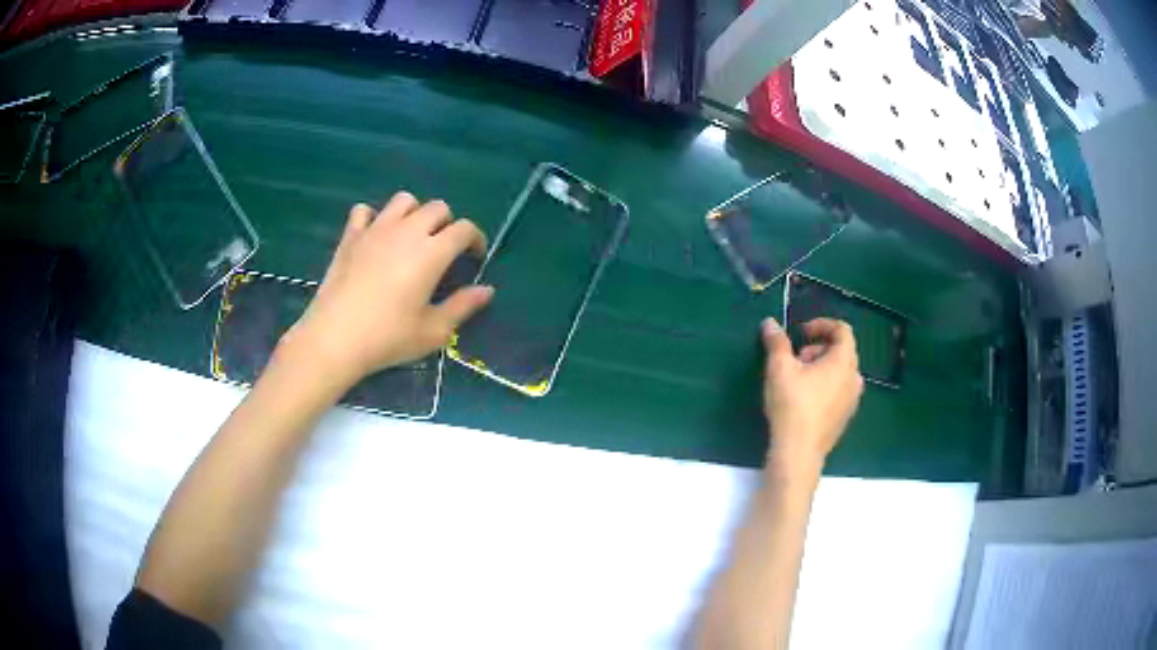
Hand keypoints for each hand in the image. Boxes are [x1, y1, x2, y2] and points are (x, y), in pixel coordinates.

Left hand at [281, 192, 493, 386]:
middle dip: (447, 223)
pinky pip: (364, 211)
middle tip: (443, 249)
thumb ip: (463, 306)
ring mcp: (375, 230)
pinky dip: (374, 218)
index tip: (475, 257)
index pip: (464, 228)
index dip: (476, 238)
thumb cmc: (388, 337)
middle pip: (437, 207)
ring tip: (411, 237)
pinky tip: (375, 236)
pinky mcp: (350, 237)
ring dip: (414, 213)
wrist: (335, 338)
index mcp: (431, 252)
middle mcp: (406, 231)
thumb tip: (487, 290)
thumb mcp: (433, 331)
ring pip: (403, 200)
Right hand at [761, 317, 863, 478]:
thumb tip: (770, 323)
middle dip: (818, 348)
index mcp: (843, 361)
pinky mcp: (844, 418)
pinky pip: (839, 391)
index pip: (843, 330)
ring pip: (841, 372)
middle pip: (842, 351)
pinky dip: (826, 386)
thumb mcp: (779, 368)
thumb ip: (776, 342)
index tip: (801, 333)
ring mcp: (852, 400)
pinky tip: (805, 400)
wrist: (798, 452)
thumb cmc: (792, 405)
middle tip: (796, 359)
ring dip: (822, 368)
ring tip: (799, 379)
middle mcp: (854, 378)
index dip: (822, 325)